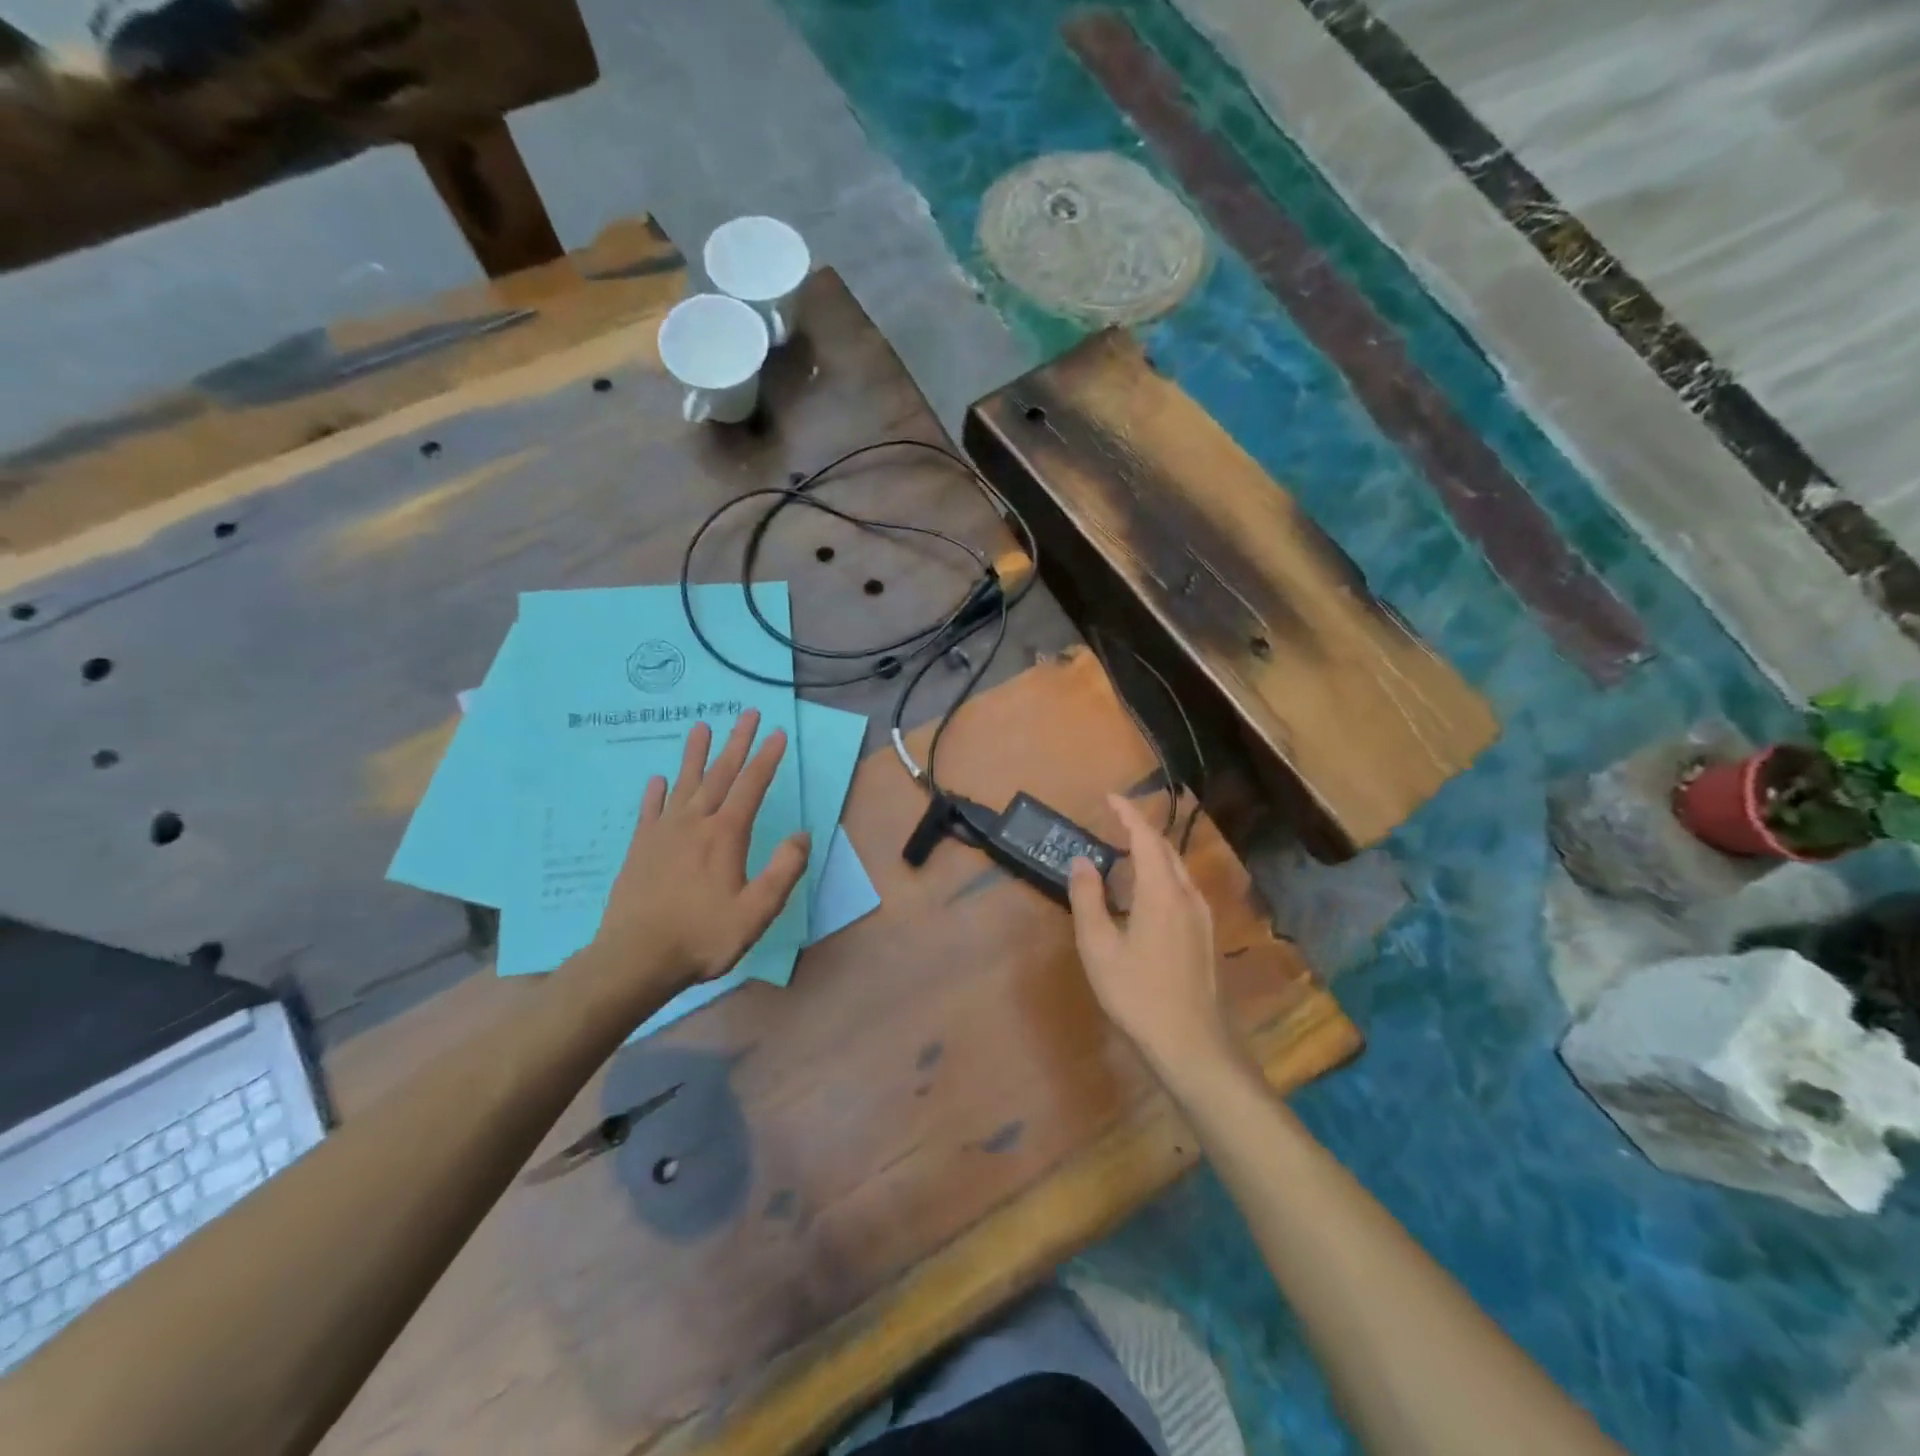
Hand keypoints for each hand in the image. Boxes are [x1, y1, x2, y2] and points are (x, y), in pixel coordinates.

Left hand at [570, 710, 809, 1013]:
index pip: (752, 786)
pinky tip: (658, 781)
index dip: (767, 758)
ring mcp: (663, 833)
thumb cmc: (702, 936)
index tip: (777, 732)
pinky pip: (650, 811)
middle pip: (720, 774)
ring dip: (695, 755)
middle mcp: (695, 823)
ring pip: (684, 784)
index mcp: (726, 835)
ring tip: (701, 727)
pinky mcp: (640, 848)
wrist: (635, 959)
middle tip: (746, 713)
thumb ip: (783, 870)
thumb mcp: (757, 911)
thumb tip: (802, 835)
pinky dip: (656, 793)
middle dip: (736, 742)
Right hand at [1067, 794, 1239, 1082]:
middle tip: (1112, 823)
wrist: (1191, 1043)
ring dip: (1151, 854)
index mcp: (1161, 892)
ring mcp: (1201, 916)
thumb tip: (1082, 860)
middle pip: (1165, 849)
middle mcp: (1187, 895)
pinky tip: (1144, 894)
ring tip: (1123, 854)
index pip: (1145, 837)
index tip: (1110, 796)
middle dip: (1140, 830)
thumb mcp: (1099, 947)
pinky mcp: (1204, 935)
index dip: (1128, 813)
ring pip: (1177, 869)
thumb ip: (1088, 898)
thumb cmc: (1138, 993)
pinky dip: (1160, 875)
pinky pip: (1181, 888)